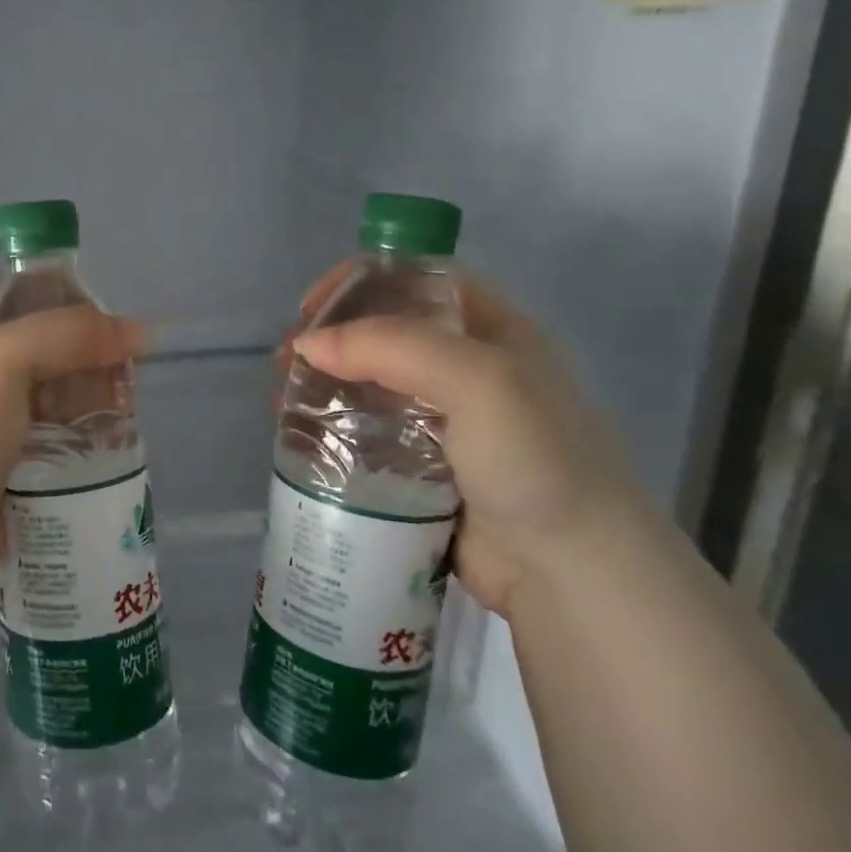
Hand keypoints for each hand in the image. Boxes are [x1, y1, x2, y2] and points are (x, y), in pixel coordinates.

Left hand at [0, 291, 144, 595]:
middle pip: (38, 350)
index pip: (11, 298)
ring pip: (49, 399)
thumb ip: (67, 333)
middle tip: (126, 369)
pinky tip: (112, 443)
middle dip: (82, 357)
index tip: (105, 317)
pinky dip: (79, 441)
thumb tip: (138, 331)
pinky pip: (51, 443)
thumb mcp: (2, 357)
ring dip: (86, 402)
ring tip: (127, 409)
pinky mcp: (3, 470)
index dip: (58, 299)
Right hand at [294, 275, 643, 617]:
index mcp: (491, 331)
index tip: (314, 306)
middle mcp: (465, 368)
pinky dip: (329, 427)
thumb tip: (307, 346)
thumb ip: (392, 346)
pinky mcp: (419, 466)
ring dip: (321, 383)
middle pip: (382, 331)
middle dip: (329, 337)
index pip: (417, 280)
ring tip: (281, 398)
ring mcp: (442, 420)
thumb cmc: (535, 459)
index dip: (362, 280)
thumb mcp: (478, 380)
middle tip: (287, 359)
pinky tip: (298, 434)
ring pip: (367, 384)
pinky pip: (364, 432)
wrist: (569, 571)